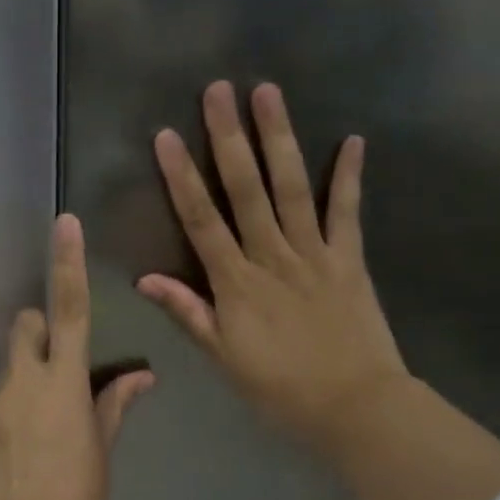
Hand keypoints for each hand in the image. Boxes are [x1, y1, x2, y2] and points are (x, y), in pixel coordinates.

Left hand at [0, 213, 154, 499]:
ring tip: (41, 432)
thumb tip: (141, 376)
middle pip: (27, 326)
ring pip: (9, 369)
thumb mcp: (102, 453)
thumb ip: (114, 406)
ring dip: (26, 380)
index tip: (64, 223)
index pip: (69, 308)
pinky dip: (9, 413)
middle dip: (41, 331)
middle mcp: (20, 381)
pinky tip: (19, 456)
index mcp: (61, 382)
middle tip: (60, 369)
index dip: (68, 262)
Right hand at [138, 81, 408, 460]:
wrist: (355, 408)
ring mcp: (315, 253)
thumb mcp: (224, 358)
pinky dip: (351, 176)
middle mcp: (272, 256)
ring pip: (292, 187)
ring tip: (269, 93)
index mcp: (236, 282)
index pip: (201, 220)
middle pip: (246, 189)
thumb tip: (145, 278)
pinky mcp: (350, 259)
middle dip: (229, 138)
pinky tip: (353, 139)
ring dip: (279, 139)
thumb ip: (188, 312)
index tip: (167, 135)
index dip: (182, 176)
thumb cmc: (280, 388)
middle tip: (219, 90)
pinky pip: (349, 212)